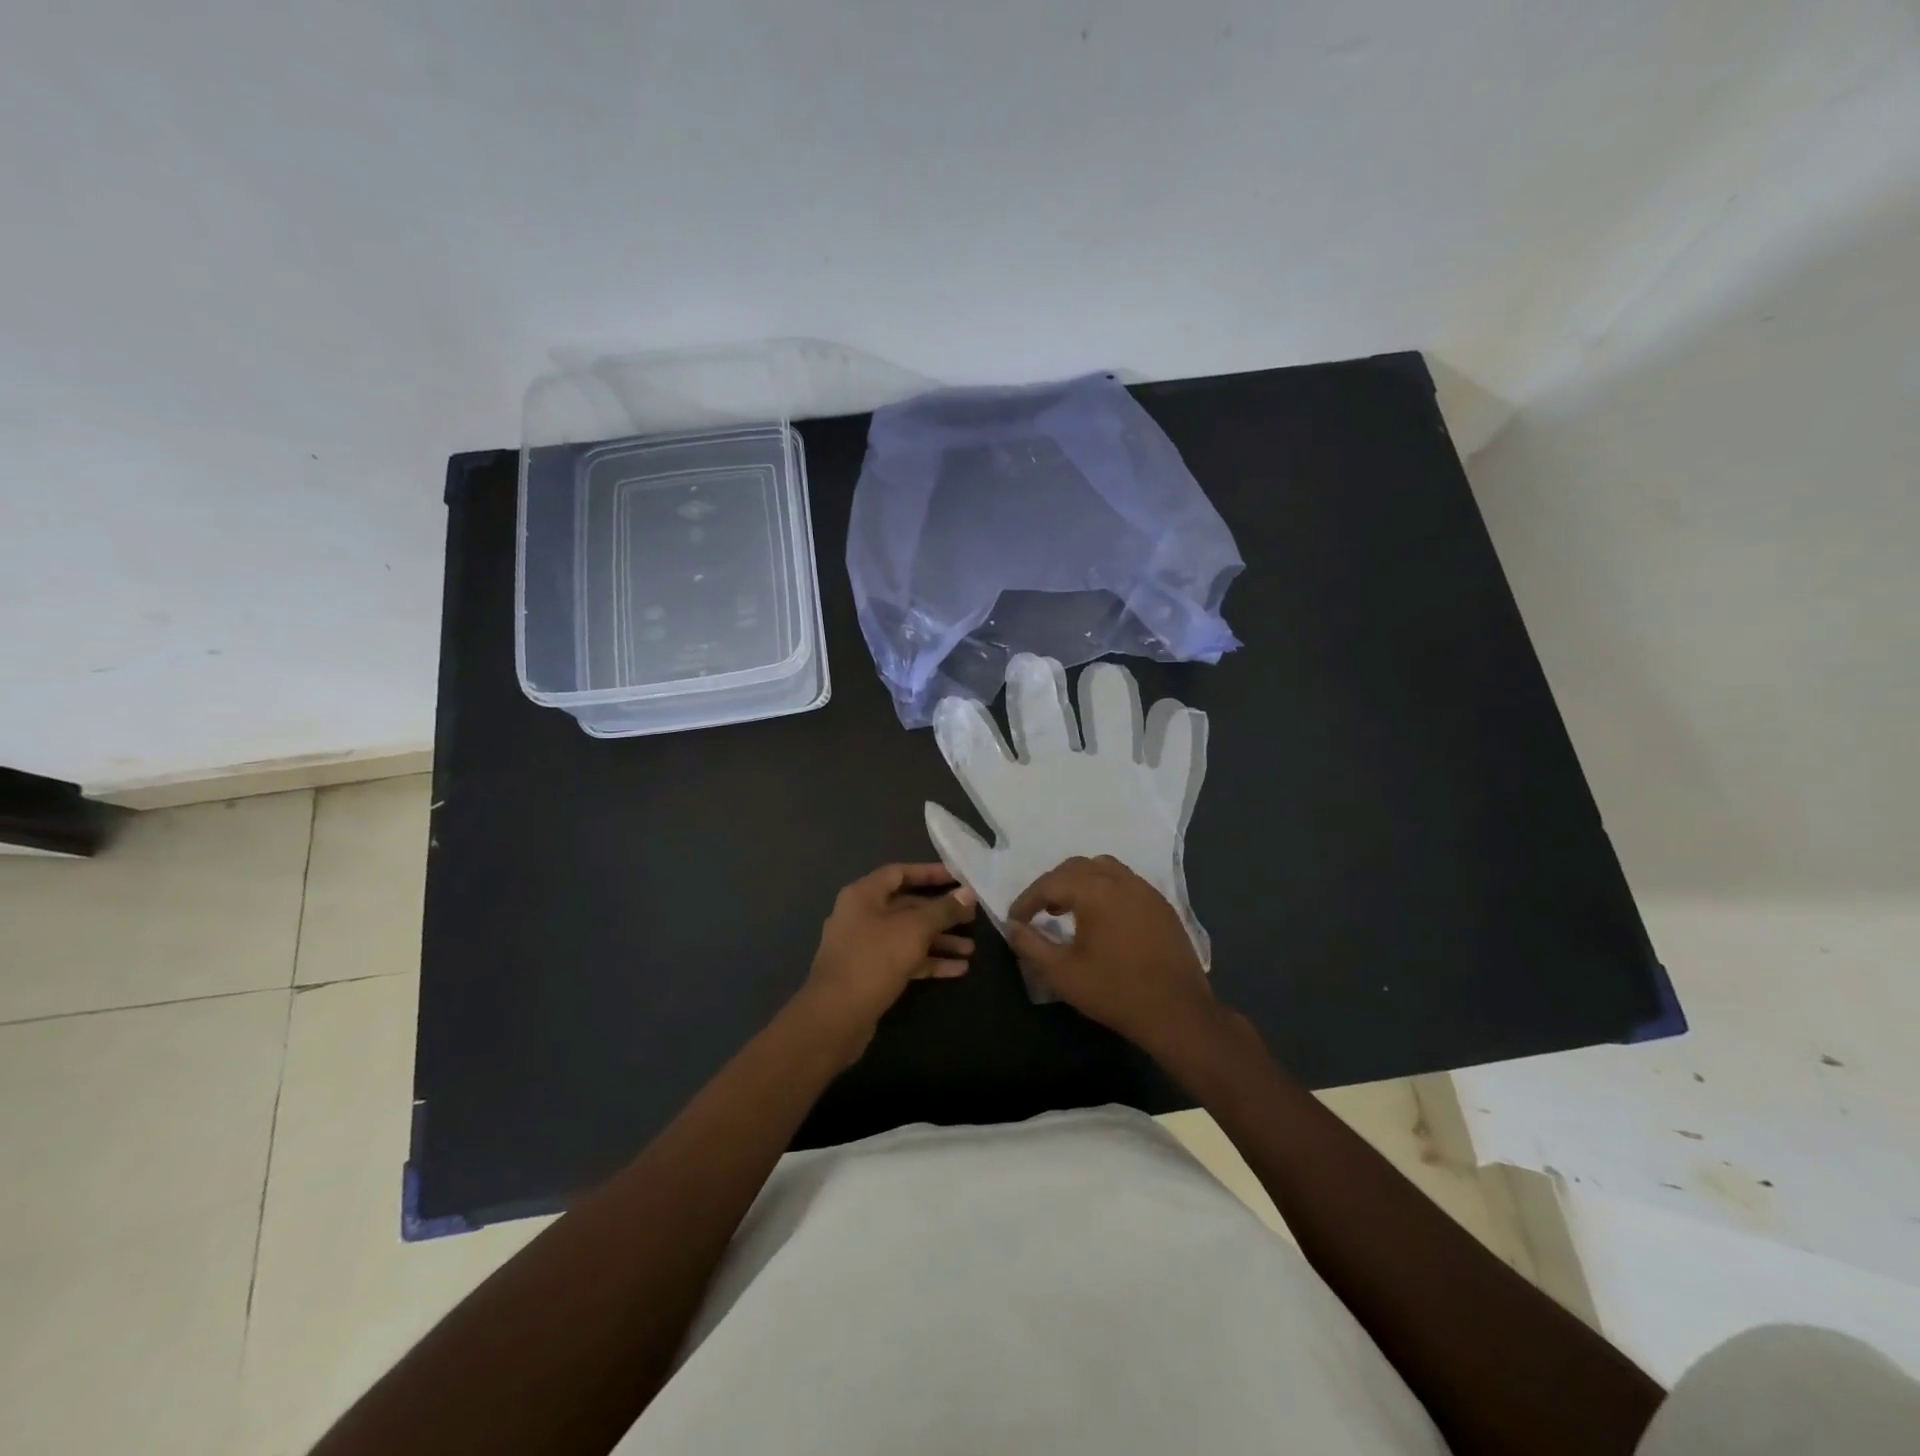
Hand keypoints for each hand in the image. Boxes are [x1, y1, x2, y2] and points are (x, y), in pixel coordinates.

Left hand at [800, 863, 976, 1060]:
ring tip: (970, 950)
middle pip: (907, 906)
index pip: (900, 872)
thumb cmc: (873, 960)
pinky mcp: (870, 974)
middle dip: (941, 914)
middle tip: (972, 918)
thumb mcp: (914, 930)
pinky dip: (928, 962)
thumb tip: (968, 893)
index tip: (959, 878)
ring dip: (939, 941)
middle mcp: (861, 916)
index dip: (930, 873)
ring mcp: (864, 947)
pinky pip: (904, 960)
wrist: (835, 1017)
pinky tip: (958, 970)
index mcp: (863, 895)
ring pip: (908, 936)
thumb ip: (943, 910)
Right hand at [1007, 855, 1222, 1056]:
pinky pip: (1125, 883)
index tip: (1015, 920)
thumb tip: (1011, 927)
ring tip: (1069, 910)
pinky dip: (1105, 890)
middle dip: (1052, 885)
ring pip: (1103, 869)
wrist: (1177, 1012)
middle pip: (1076, 867)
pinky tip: (1102, 919)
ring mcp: (1145, 890)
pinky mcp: (1161, 905)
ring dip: (1080, 882)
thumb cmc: (1115, 992)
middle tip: (1039, 912)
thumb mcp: (1062, 974)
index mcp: (1095, 891)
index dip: (1027, 900)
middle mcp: (1121, 880)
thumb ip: (1030, 946)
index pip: (1050, 883)